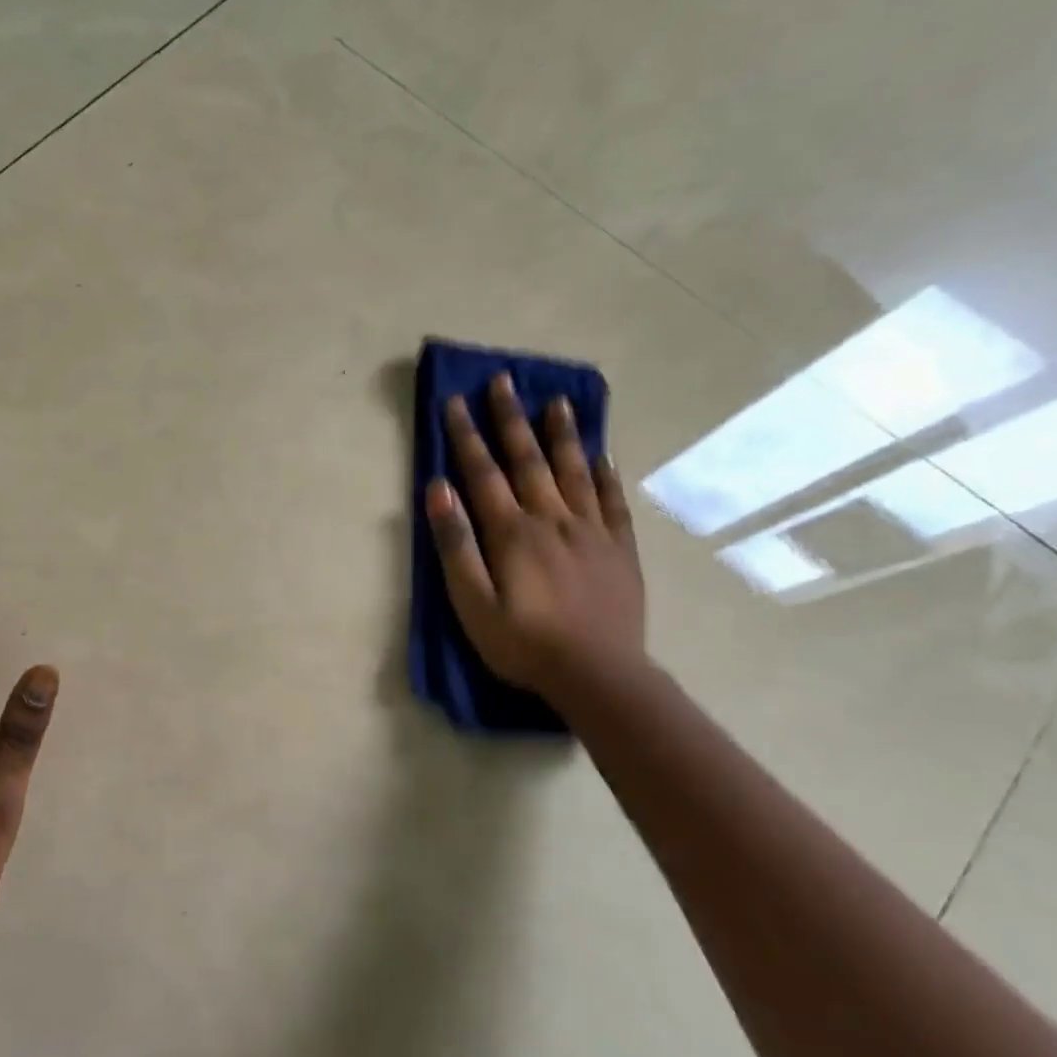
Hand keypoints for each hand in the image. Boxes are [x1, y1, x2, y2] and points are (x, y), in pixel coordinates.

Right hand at [426, 373, 645, 697]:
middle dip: (510, 419)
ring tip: (556, 400)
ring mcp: (591, 531)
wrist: (599, 675)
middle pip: (528, 460)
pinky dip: (604, 473)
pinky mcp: (619, 548)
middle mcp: (552, 519)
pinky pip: (611, 500)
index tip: (454, 401)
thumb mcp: (472, 603)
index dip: (466, 436)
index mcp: (512, 532)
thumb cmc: (523, 644)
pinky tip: (601, 453)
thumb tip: (437, 490)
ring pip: (573, 470)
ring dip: (561, 433)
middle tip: (503, 381)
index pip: (483, 473)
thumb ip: (455, 545)